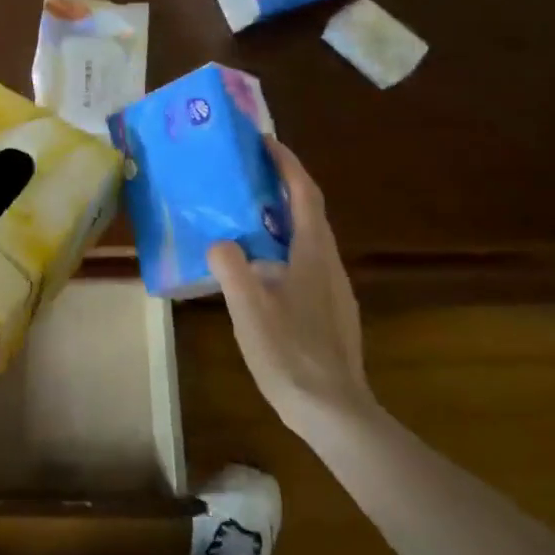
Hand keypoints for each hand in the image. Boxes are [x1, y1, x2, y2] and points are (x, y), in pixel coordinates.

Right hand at [208, 137, 372, 429]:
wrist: (334, 413)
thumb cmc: (291, 354)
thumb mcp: (249, 308)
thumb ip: (230, 266)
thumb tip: (220, 243)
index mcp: (314, 254)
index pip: (305, 194)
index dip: (287, 164)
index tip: (265, 142)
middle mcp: (329, 264)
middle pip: (308, 212)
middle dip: (281, 186)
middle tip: (245, 173)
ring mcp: (332, 289)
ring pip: (306, 238)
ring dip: (280, 217)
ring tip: (242, 214)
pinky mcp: (328, 310)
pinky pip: (303, 262)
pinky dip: (281, 246)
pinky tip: (256, 267)